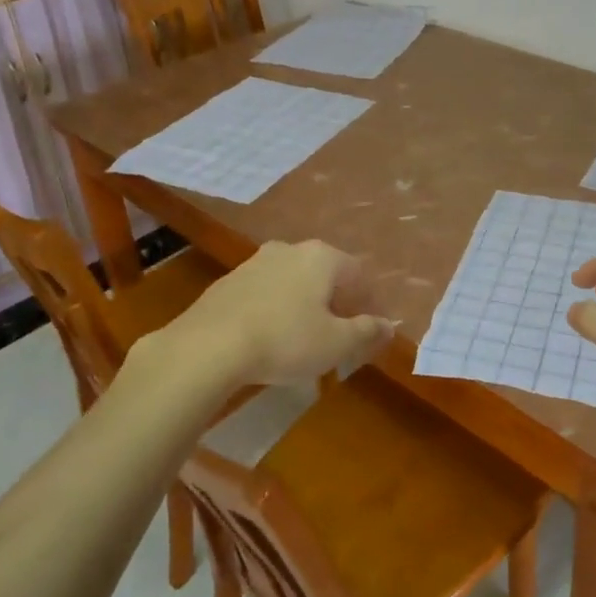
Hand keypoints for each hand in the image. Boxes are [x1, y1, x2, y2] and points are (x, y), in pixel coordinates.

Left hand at [155, 239, 395, 387]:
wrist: (207, 346)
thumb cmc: (285, 340)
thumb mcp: (336, 343)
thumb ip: (366, 332)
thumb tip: (388, 326)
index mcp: (322, 257)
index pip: (358, 273)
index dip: (368, 302)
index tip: (369, 329)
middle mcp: (290, 250)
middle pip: (324, 274)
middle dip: (335, 302)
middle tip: (338, 335)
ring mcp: (255, 262)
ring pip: (292, 281)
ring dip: (303, 304)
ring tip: (302, 339)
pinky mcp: (227, 282)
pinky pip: (264, 293)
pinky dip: (274, 310)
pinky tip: (268, 338)